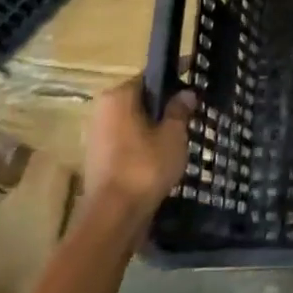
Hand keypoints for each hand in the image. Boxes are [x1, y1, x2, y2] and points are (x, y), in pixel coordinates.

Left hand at [82, 79, 196, 219]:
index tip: (195, 77)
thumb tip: (186, 92)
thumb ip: (179, 110)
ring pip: (134, 120)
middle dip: (165, 103)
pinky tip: (164, 152)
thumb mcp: (173, 135)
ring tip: (183, 131)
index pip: (151, 77)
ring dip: (155, 124)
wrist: (114, 215)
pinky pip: (128, 139)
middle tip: (193, 108)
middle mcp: (103, 110)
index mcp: (118, 96)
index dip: (175, 76)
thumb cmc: (145, 167)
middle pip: (141, 98)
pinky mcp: (99, 157)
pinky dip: (145, 141)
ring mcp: (98, 134)